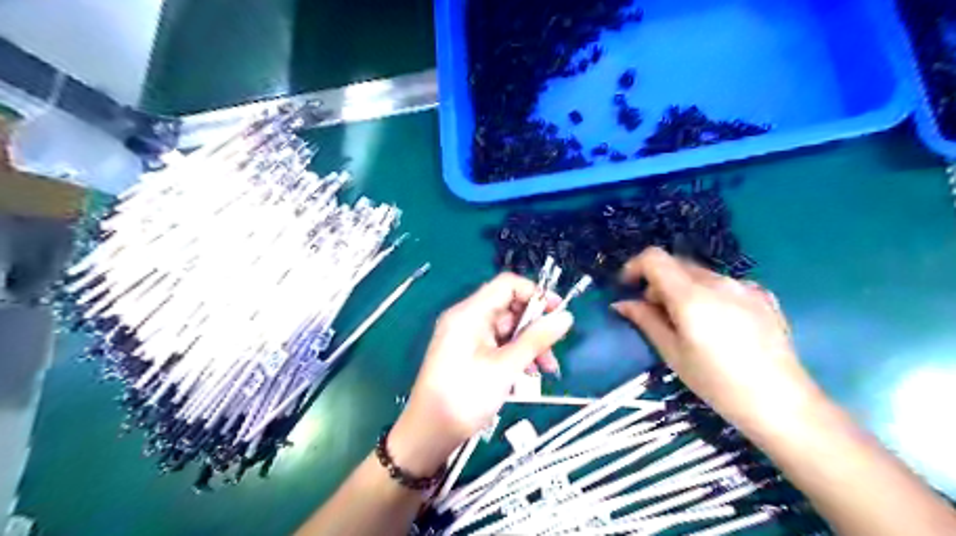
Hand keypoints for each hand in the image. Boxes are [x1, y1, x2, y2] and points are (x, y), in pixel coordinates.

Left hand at [389, 274, 574, 474]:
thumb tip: (566, 316)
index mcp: (469, 313)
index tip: (558, 311)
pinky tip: (527, 375)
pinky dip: (514, 355)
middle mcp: (466, 318)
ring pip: (506, 329)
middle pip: (509, 308)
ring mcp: (466, 336)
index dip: (535, 293)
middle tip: (552, 353)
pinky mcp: (468, 353)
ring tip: (545, 370)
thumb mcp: (505, 367)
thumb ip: (536, 339)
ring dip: (528, 345)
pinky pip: (497, 345)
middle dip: (534, 327)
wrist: (429, 434)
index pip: (507, 285)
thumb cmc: (465, 396)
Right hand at [612, 248, 821, 430]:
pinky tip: (719, 324)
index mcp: (691, 296)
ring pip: (701, 274)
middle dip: (658, 281)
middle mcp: (718, 282)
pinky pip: (725, 284)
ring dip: (684, 288)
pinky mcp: (763, 296)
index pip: (654, 258)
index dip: (635, 266)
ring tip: (689, 321)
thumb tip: (622, 303)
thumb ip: (646, 321)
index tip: (628, 286)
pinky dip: (710, 294)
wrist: (782, 403)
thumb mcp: (673, 353)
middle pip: (677, 264)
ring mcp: (745, 286)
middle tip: (655, 311)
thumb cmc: (717, 383)